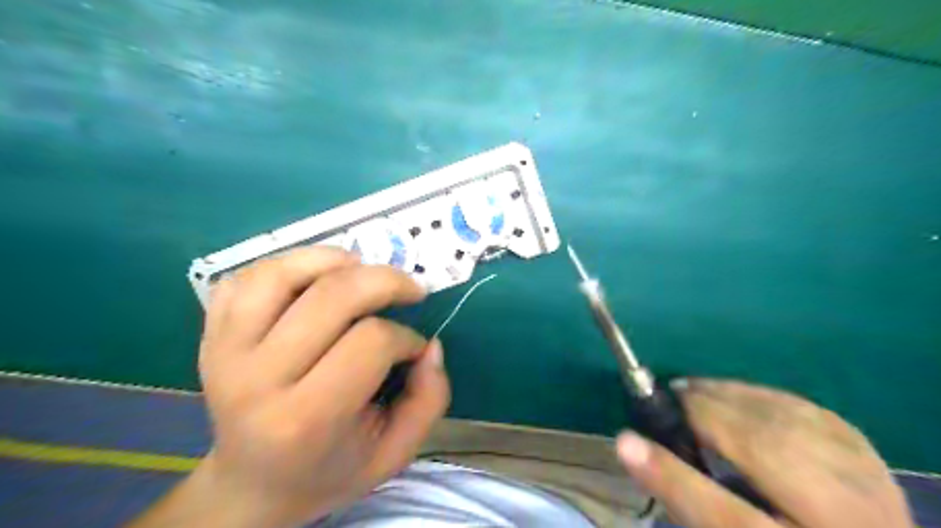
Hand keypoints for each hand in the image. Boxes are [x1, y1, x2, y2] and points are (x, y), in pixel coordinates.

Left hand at [132, 247, 451, 527]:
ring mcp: (225, 352)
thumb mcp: (394, 454)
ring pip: (280, 274)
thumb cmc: (328, 470)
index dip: (406, 337)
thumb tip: (431, 347)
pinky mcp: (210, 336)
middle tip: (410, 289)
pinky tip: (315, 279)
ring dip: (332, 260)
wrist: (252, 486)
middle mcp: (258, 380)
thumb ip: (428, 401)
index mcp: (305, 419)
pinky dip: (287, 265)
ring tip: (360, 269)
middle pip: (331, 296)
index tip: (414, 349)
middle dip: (386, 281)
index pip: (371, 342)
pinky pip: (246, 278)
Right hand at [615, 379, 916, 527]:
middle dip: (707, 416)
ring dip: (729, 398)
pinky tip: (733, 395)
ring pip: (788, 423)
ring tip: (692, 391)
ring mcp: (870, 487)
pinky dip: (759, 396)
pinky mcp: (869, 455)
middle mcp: (847, 520)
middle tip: (669, 400)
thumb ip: (683, 495)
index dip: (673, 478)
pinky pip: (804, 409)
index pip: (728, 520)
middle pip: (766, 456)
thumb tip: (630, 446)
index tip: (625, 441)